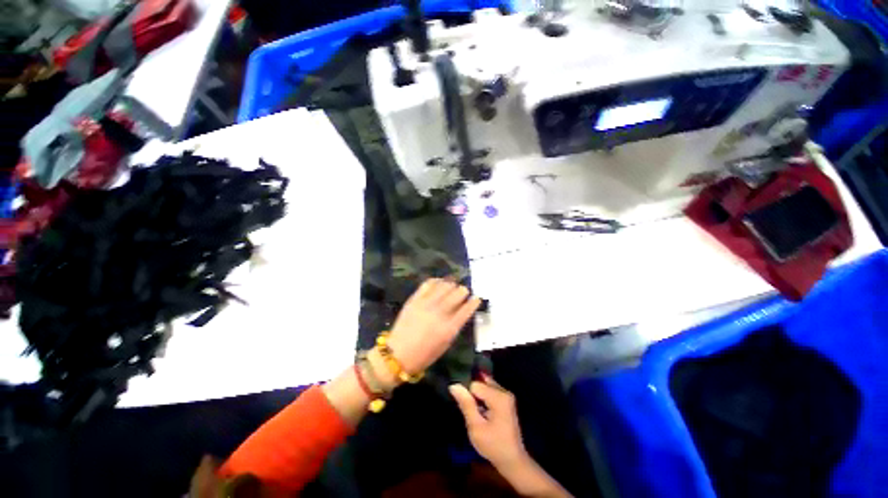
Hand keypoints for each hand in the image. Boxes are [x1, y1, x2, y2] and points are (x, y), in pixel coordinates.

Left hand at [386, 278, 480, 374]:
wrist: (399, 353)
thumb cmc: (425, 355)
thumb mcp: (446, 344)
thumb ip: (454, 327)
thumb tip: (461, 313)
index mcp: (450, 327)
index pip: (467, 308)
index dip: (474, 302)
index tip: (477, 299)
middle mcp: (440, 313)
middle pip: (458, 293)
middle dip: (463, 292)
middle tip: (463, 293)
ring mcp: (426, 304)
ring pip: (444, 285)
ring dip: (451, 285)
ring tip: (452, 287)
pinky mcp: (414, 300)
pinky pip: (428, 284)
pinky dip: (436, 281)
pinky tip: (439, 283)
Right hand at [450, 377, 528, 470]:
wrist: (510, 458)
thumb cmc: (492, 444)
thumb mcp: (475, 426)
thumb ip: (466, 404)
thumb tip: (454, 385)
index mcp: (499, 397)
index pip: (475, 384)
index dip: (464, 393)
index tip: (459, 406)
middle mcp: (505, 394)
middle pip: (482, 384)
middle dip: (470, 393)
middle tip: (465, 410)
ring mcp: (507, 399)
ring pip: (485, 389)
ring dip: (475, 398)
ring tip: (470, 413)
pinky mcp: (506, 405)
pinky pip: (490, 396)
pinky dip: (481, 402)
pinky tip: (477, 414)